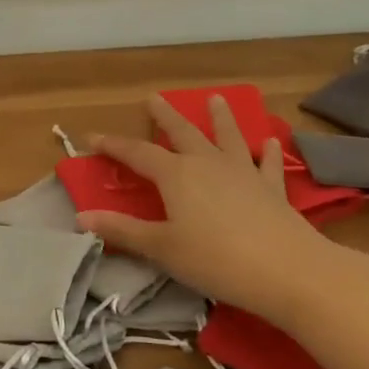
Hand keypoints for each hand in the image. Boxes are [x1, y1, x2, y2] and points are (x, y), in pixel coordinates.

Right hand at [75, 95, 333, 311]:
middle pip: (181, 132)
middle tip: (153, 98)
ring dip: (220, 118)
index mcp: (176, 175)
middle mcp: (207, 163)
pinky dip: (268, 152)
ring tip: (216, 98)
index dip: (113, 145)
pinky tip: (270, 143)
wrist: (287, 270)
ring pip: (227, 137)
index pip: (137, 153)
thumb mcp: (161, 248)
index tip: (92, 137)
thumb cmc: (215, 260)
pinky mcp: (272, 189)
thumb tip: (81, 216)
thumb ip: (122, 231)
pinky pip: (268, 164)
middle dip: (165, 116)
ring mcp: (243, 172)